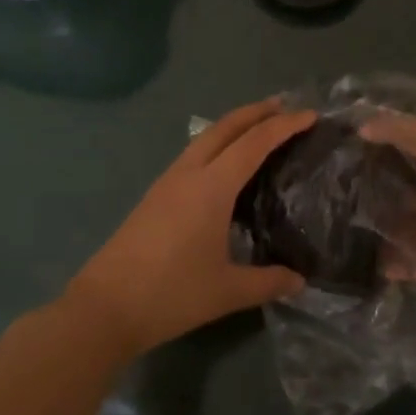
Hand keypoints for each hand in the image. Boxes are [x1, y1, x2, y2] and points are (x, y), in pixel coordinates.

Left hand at [61, 99, 313, 358]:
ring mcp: (168, 180)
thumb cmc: (171, 294)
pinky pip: (194, 153)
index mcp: (212, 186)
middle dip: (257, 111)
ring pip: (207, 136)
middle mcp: (190, 172)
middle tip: (285, 107)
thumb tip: (299, 281)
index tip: (310, 115)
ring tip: (258, 127)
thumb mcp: (227, 291)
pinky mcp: (155, 194)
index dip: (284, 126)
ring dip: (234, 125)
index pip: (255, 143)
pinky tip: (223, 163)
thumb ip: (267, 282)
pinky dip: (217, 143)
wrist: (104, 307)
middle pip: (227, 126)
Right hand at [362, 114, 415, 382]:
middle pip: (408, 200)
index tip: (344, 165)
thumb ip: (411, 134)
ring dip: (389, 241)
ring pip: (415, 236)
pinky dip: (409, 270)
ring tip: (352, 246)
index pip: (407, 159)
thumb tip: (364, 123)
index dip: (378, 161)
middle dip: (378, 206)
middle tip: (340, 212)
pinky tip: (383, 271)